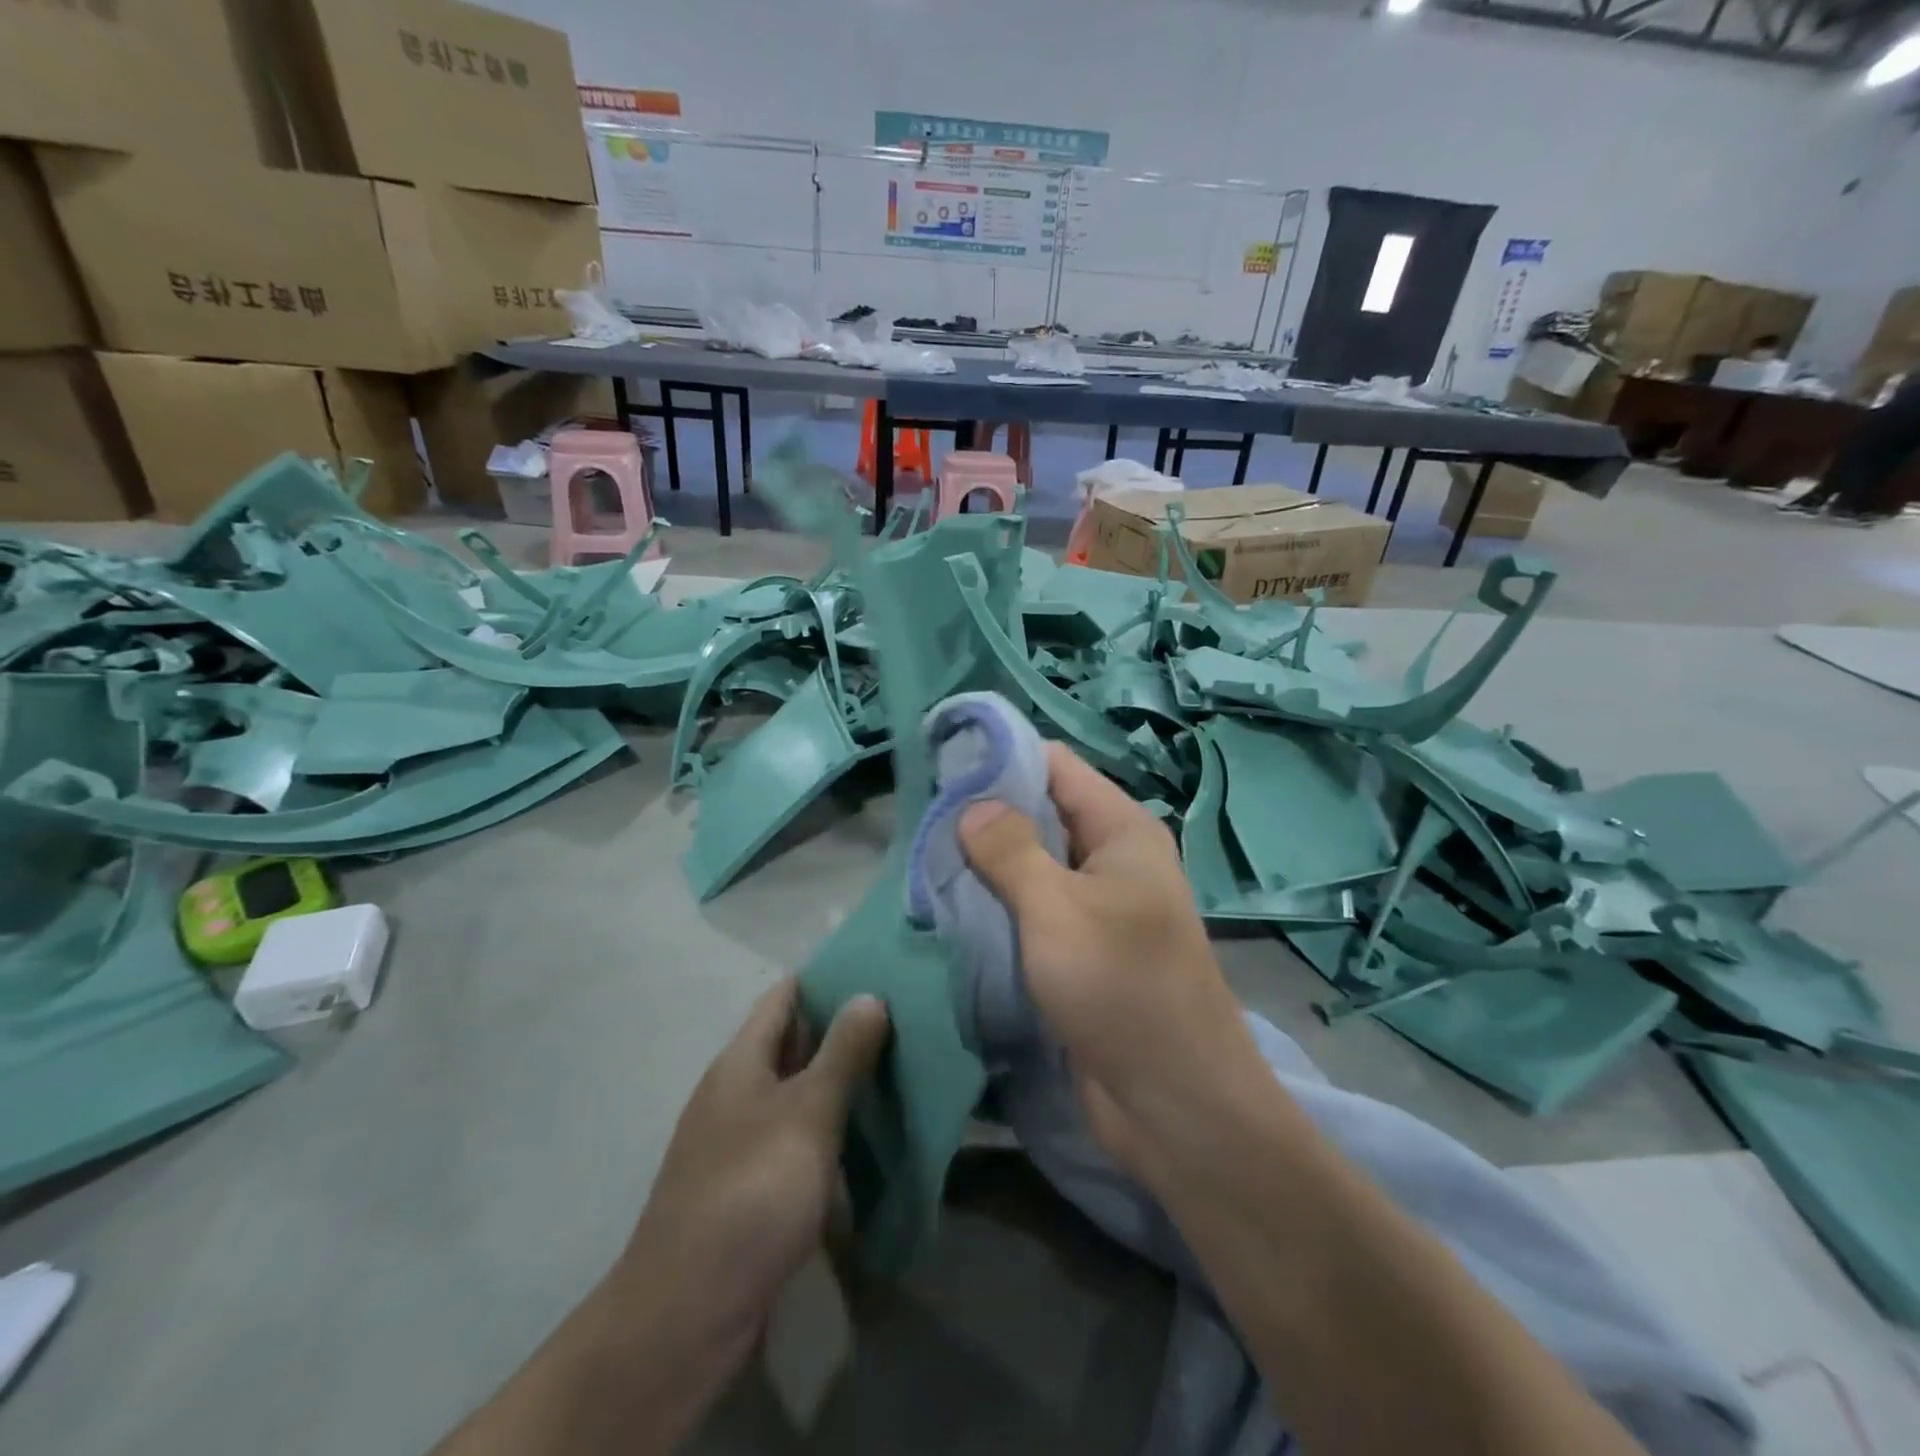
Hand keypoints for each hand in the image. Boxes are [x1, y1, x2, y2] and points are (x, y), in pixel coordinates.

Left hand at [607, 978, 887, 1436]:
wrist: (688, 1312)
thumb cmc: (752, 1191)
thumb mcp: (808, 1113)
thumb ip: (842, 1052)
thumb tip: (869, 994)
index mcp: (741, 1061)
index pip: (784, 996)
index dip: (826, 977)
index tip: (876, 967)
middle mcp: (736, 1091)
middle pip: (792, 1042)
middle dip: (841, 1028)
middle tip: (903, 1016)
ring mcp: (739, 1140)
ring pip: (797, 1091)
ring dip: (839, 1080)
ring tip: (898, 1066)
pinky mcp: (749, 1184)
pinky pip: (796, 1136)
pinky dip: (829, 1126)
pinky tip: (867, 1133)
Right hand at [958, 744, 1264, 1157]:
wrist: (1177, 1105)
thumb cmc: (1122, 989)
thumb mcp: (1057, 909)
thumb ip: (1011, 850)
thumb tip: (972, 804)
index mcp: (1121, 830)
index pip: (1055, 765)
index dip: (1000, 758)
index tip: (940, 766)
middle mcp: (1112, 858)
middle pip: (1041, 813)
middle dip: (985, 814)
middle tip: (921, 822)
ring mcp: (1098, 906)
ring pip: (1033, 865)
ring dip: (986, 864)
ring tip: (925, 861)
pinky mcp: (1082, 950)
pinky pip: (1034, 910)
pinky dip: (998, 905)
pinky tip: (953, 909)